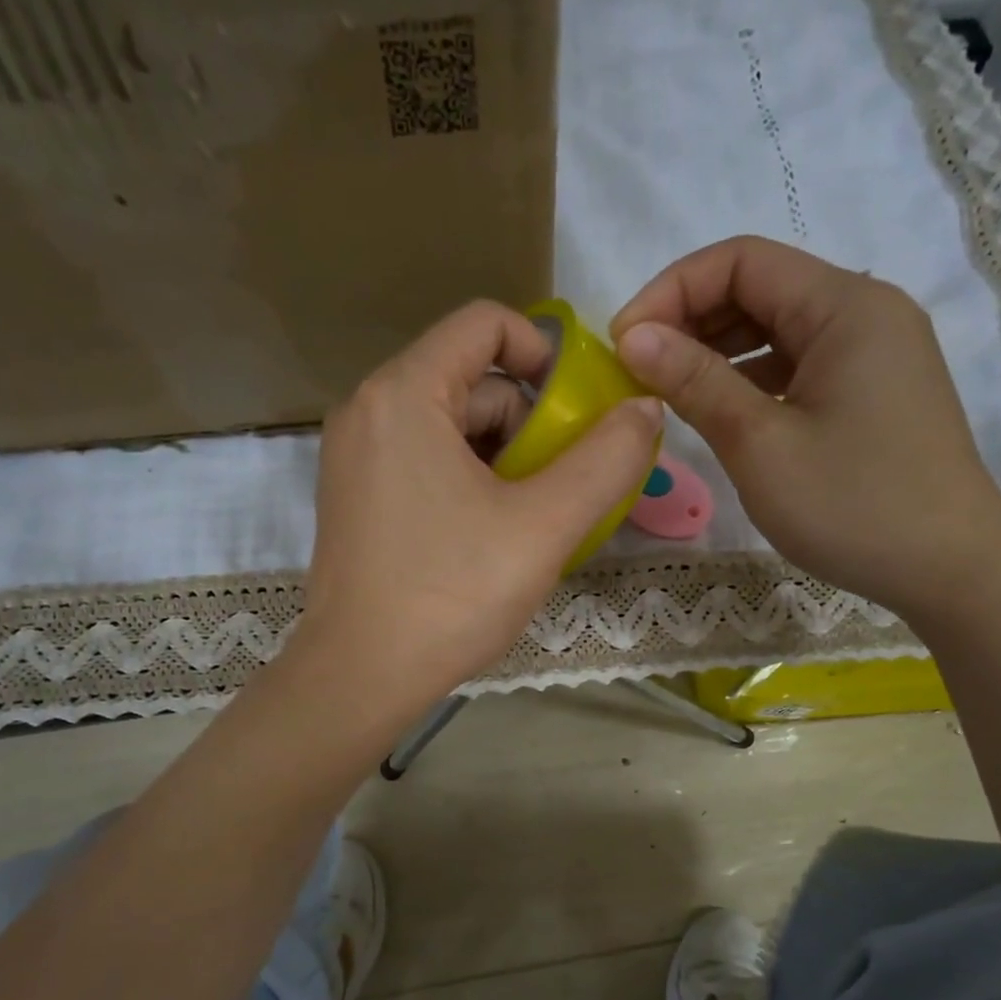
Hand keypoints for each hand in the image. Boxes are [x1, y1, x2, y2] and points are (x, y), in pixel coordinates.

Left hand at [297, 300, 663, 714]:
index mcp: (405, 394)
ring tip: (534, 517)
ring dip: (504, 457)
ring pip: (450, 425)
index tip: (579, 409)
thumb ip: (606, 460)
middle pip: (471, 379)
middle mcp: (369, 410)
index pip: (485, 323)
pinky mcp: (355, 496)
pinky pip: (425, 460)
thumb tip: (645, 409)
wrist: (361, 677)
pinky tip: (493, 533)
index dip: (545, 352)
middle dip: (529, 422)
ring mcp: (355, 456)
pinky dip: (469, 479)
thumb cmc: (451, 595)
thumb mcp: (544, 525)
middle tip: (563, 483)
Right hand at [611, 236, 1000, 619]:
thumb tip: (632, 336)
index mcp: (845, 305)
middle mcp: (865, 312)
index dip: (671, 290)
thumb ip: (695, 381)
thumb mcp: (760, 443)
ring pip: (778, 328)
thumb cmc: (853, 506)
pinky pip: (799, 364)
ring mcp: (874, 353)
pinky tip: (719, 409)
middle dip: (690, 318)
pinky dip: (751, 377)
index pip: (741, 260)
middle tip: (637, 369)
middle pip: (760, 287)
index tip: (622, 342)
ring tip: (668, 389)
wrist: (951, 570)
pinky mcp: (872, 391)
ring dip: (717, 349)